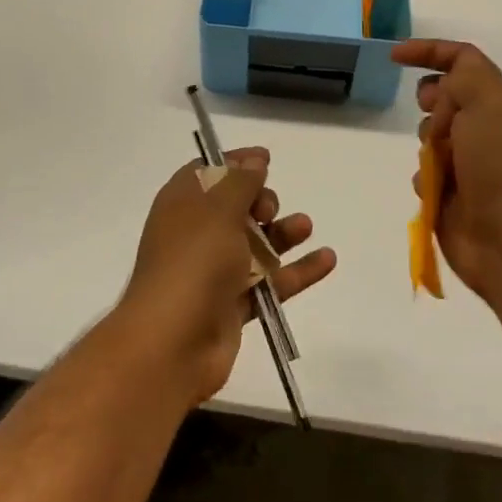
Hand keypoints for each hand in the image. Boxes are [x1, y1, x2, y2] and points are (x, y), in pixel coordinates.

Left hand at [116, 147, 336, 406]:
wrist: (173, 342)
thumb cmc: (193, 261)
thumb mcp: (218, 208)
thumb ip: (241, 180)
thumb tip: (255, 159)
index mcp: (182, 203)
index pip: (209, 172)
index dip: (236, 163)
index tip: (266, 159)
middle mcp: (197, 233)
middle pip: (237, 207)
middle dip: (261, 201)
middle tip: (268, 210)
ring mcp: (215, 270)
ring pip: (257, 244)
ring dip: (283, 233)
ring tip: (305, 226)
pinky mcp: (235, 304)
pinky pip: (272, 281)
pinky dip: (298, 271)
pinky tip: (327, 260)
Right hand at [392, 40, 501, 308]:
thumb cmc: (500, 161)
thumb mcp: (489, 98)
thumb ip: (464, 74)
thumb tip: (444, 87)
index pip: (462, 60)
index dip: (428, 52)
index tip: (394, 56)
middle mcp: (488, 127)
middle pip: (443, 96)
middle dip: (431, 103)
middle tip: (436, 117)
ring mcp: (471, 162)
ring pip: (429, 135)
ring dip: (427, 142)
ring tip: (439, 161)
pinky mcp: (453, 193)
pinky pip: (424, 171)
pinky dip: (425, 175)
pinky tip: (434, 188)